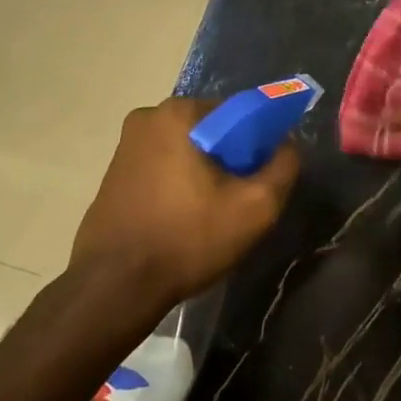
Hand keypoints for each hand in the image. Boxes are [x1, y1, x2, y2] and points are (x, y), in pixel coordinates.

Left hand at [70, 98, 298, 307]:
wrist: (115, 287)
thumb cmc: (188, 239)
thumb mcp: (256, 207)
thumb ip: (284, 166)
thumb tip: (287, 144)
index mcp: (179, 113)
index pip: (240, 113)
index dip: (260, 144)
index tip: (261, 178)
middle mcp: (147, 117)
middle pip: (212, 130)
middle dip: (231, 159)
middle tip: (239, 200)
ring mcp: (125, 145)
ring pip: (187, 150)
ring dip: (205, 173)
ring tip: (212, 214)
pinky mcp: (113, 173)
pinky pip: (163, 167)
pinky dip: (179, 184)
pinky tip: (183, 219)